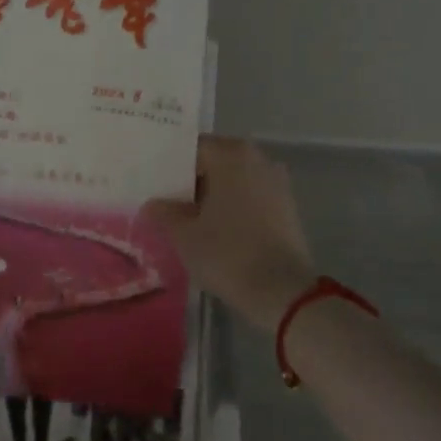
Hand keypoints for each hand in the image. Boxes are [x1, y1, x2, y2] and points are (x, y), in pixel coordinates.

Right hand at [144, 137, 317, 330]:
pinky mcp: (287, 208)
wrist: (282, 291)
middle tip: (166, 202)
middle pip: (215, 162)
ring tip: (189, 219)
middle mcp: (257, 159)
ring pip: (234, 181)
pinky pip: (250, 197)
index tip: (153, 185)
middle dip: (192, 181)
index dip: (170, 167)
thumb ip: (164, 213)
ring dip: (214, 195)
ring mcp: (277, 183)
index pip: (192, 149)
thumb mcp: (183, 235)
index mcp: (231, 155)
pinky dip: (233, 207)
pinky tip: (216, 229)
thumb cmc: (227, 253)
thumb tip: (153, 204)